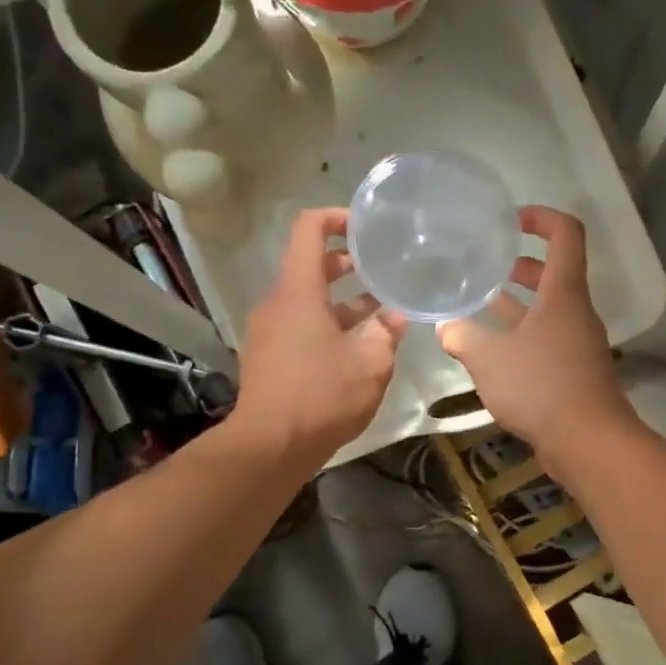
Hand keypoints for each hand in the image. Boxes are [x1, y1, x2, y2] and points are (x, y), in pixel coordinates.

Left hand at [232, 208, 406, 463]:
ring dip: (342, 299)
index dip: (336, 217)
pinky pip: (300, 323)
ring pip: (307, 298)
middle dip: (346, 262)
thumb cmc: (321, 397)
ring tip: (380, 310)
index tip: (366, 226)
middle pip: (309, 264)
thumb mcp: (370, 364)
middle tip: (382, 268)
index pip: (309, 229)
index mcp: (299, 291)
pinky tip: (358, 345)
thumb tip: (396, 315)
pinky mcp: (270, 355)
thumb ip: (386, 332)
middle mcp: (278, 303)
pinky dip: (328, 322)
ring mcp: (269, 330)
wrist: (270, 447)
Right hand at [439, 207, 634, 459]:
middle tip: (487, 265)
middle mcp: (575, 312)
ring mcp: (577, 342)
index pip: (566, 234)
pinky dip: (522, 333)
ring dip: (518, 302)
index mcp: (563, 294)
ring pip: (548, 309)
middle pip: (554, 273)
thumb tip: (446, 327)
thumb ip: (463, 337)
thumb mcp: (490, 359)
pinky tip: (492, 349)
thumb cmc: (541, 387)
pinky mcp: (573, 370)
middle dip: (522, 265)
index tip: (512, 220)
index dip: (542, 217)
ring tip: (481, 302)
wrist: (588, 441)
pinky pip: (546, 338)